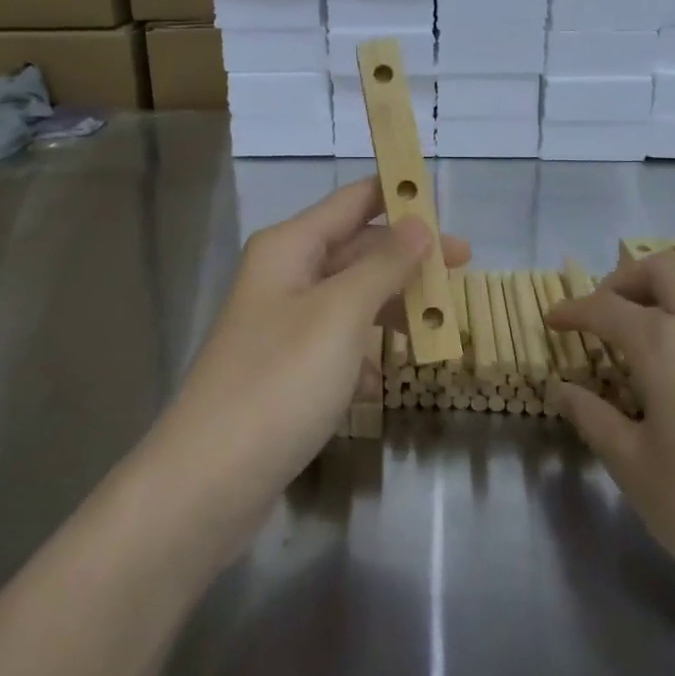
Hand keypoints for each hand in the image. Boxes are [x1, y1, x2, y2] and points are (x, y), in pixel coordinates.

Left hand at [152, 179, 468, 545]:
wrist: (209, 481)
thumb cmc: (280, 381)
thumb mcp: (341, 314)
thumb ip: (384, 265)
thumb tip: (419, 223)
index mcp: (290, 247)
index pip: (353, 201)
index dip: (398, 194)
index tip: (446, 203)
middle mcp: (284, 276)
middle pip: (356, 249)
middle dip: (408, 257)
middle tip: (465, 267)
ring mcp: (282, 324)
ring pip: (351, 298)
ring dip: (392, 307)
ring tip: (440, 326)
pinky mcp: (286, 370)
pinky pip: (337, 343)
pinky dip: (365, 353)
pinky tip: (385, 379)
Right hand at [545, 251, 674, 618]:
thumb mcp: (632, 466)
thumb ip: (593, 417)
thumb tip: (563, 389)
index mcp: (664, 344)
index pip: (606, 308)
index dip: (573, 310)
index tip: (553, 320)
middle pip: (663, 267)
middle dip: (625, 279)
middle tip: (607, 311)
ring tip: (661, 310)